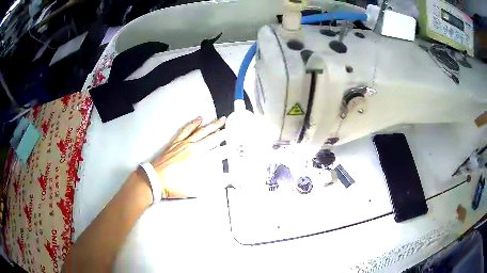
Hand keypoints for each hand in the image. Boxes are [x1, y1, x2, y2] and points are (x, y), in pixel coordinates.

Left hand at [150, 116, 225, 198]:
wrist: (154, 180)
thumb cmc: (173, 184)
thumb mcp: (194, 188)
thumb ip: (211, 185)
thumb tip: (226, 181)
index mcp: (196, 156)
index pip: (213, 146)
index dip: (223, 141)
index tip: (232, 137)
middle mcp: (190, 146)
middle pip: (207, 134)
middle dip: (218, 128)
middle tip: (226, 121)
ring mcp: (182, 143)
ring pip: (198, 130)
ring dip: (208, 124)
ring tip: (215, 119)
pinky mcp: (174, 143)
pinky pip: (185, 130)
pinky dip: (192, 124)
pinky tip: (197, 120)